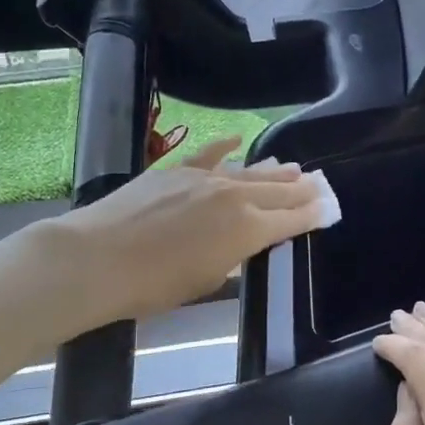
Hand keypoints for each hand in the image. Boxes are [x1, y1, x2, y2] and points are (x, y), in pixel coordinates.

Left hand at [52, 136, 324, 327]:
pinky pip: (209, 153)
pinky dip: (226, 146)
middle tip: (318, 185)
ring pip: (249, 170)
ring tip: (294, 168)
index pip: (290, 221)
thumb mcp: (205, 281)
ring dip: (274, 170)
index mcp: (248, 231)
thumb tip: (239, 244)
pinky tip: (239, 139)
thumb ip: (230, 258)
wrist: (98, 258)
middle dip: (300, 190)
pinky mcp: (176, 169)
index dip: (311, 216)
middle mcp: (235, 197)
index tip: (326, 209)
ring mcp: (205, 178)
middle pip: (277, 191)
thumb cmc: (154, 285)